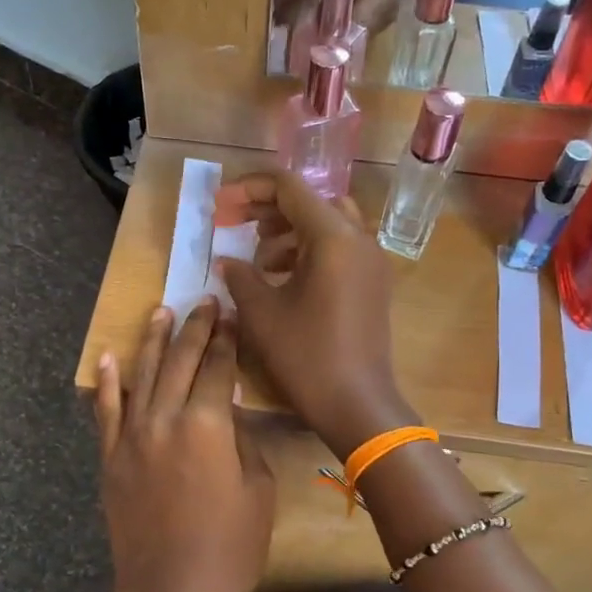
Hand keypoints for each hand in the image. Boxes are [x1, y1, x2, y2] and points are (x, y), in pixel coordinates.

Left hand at [94, 300, 274, 591]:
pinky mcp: (111, 459)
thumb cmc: (230, 548)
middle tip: (204, 302)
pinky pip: (106, 412)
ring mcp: (132, 438)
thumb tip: (228, 410)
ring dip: (153, 341)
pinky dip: (108, 383)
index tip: (232, 316)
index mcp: (208, 424)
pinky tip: (109, 357)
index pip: (219, 368)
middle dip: (195, 328)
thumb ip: (242, 440)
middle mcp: (165, 419)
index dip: (228, 340)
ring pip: (142, 375)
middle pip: (181, 361)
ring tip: (161, 311)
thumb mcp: (258, 489)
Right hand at [214, 172, 412, 458]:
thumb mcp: (262, 314)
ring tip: (257, 257)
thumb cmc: (306, 357)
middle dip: (268, 208)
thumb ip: (240, 276)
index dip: (248, 189)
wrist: (357, 405)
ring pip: (325, 225)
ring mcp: (371, 261)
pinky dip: (307, 252)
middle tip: (233, 224)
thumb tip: (226, 261)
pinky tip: (282, 278)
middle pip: (309, 201)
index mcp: (332, 237)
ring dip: (288, 231)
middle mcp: (358, 239)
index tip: (219, 206)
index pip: (288, 187)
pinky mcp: (372, 283)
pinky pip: (338, 249)